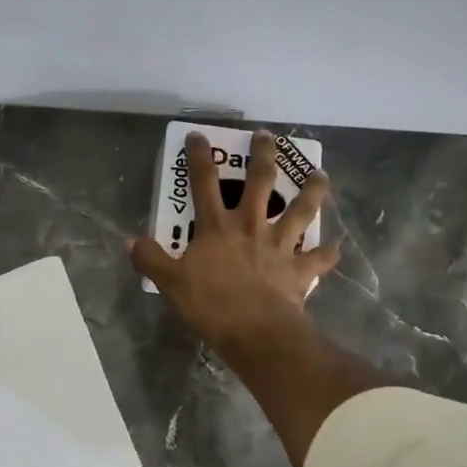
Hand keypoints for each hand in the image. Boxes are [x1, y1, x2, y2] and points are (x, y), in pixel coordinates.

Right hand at [129, 129, 340, 352]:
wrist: (256, 330)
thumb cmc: (211, 304)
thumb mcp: (170, 283)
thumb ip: (151, 259)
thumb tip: (131, 241)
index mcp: (218, 227)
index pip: (203, 183)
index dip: (199, 157)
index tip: (198, 135)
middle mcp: (251, 227)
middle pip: (261, 182)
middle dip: (264, 156)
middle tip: (268, 136)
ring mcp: (280, 246)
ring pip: (302, 210)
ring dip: (313, 191)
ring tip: (320, 174)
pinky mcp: (299, 270)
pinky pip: (318, 259)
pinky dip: (327, 254)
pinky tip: (335, 249)